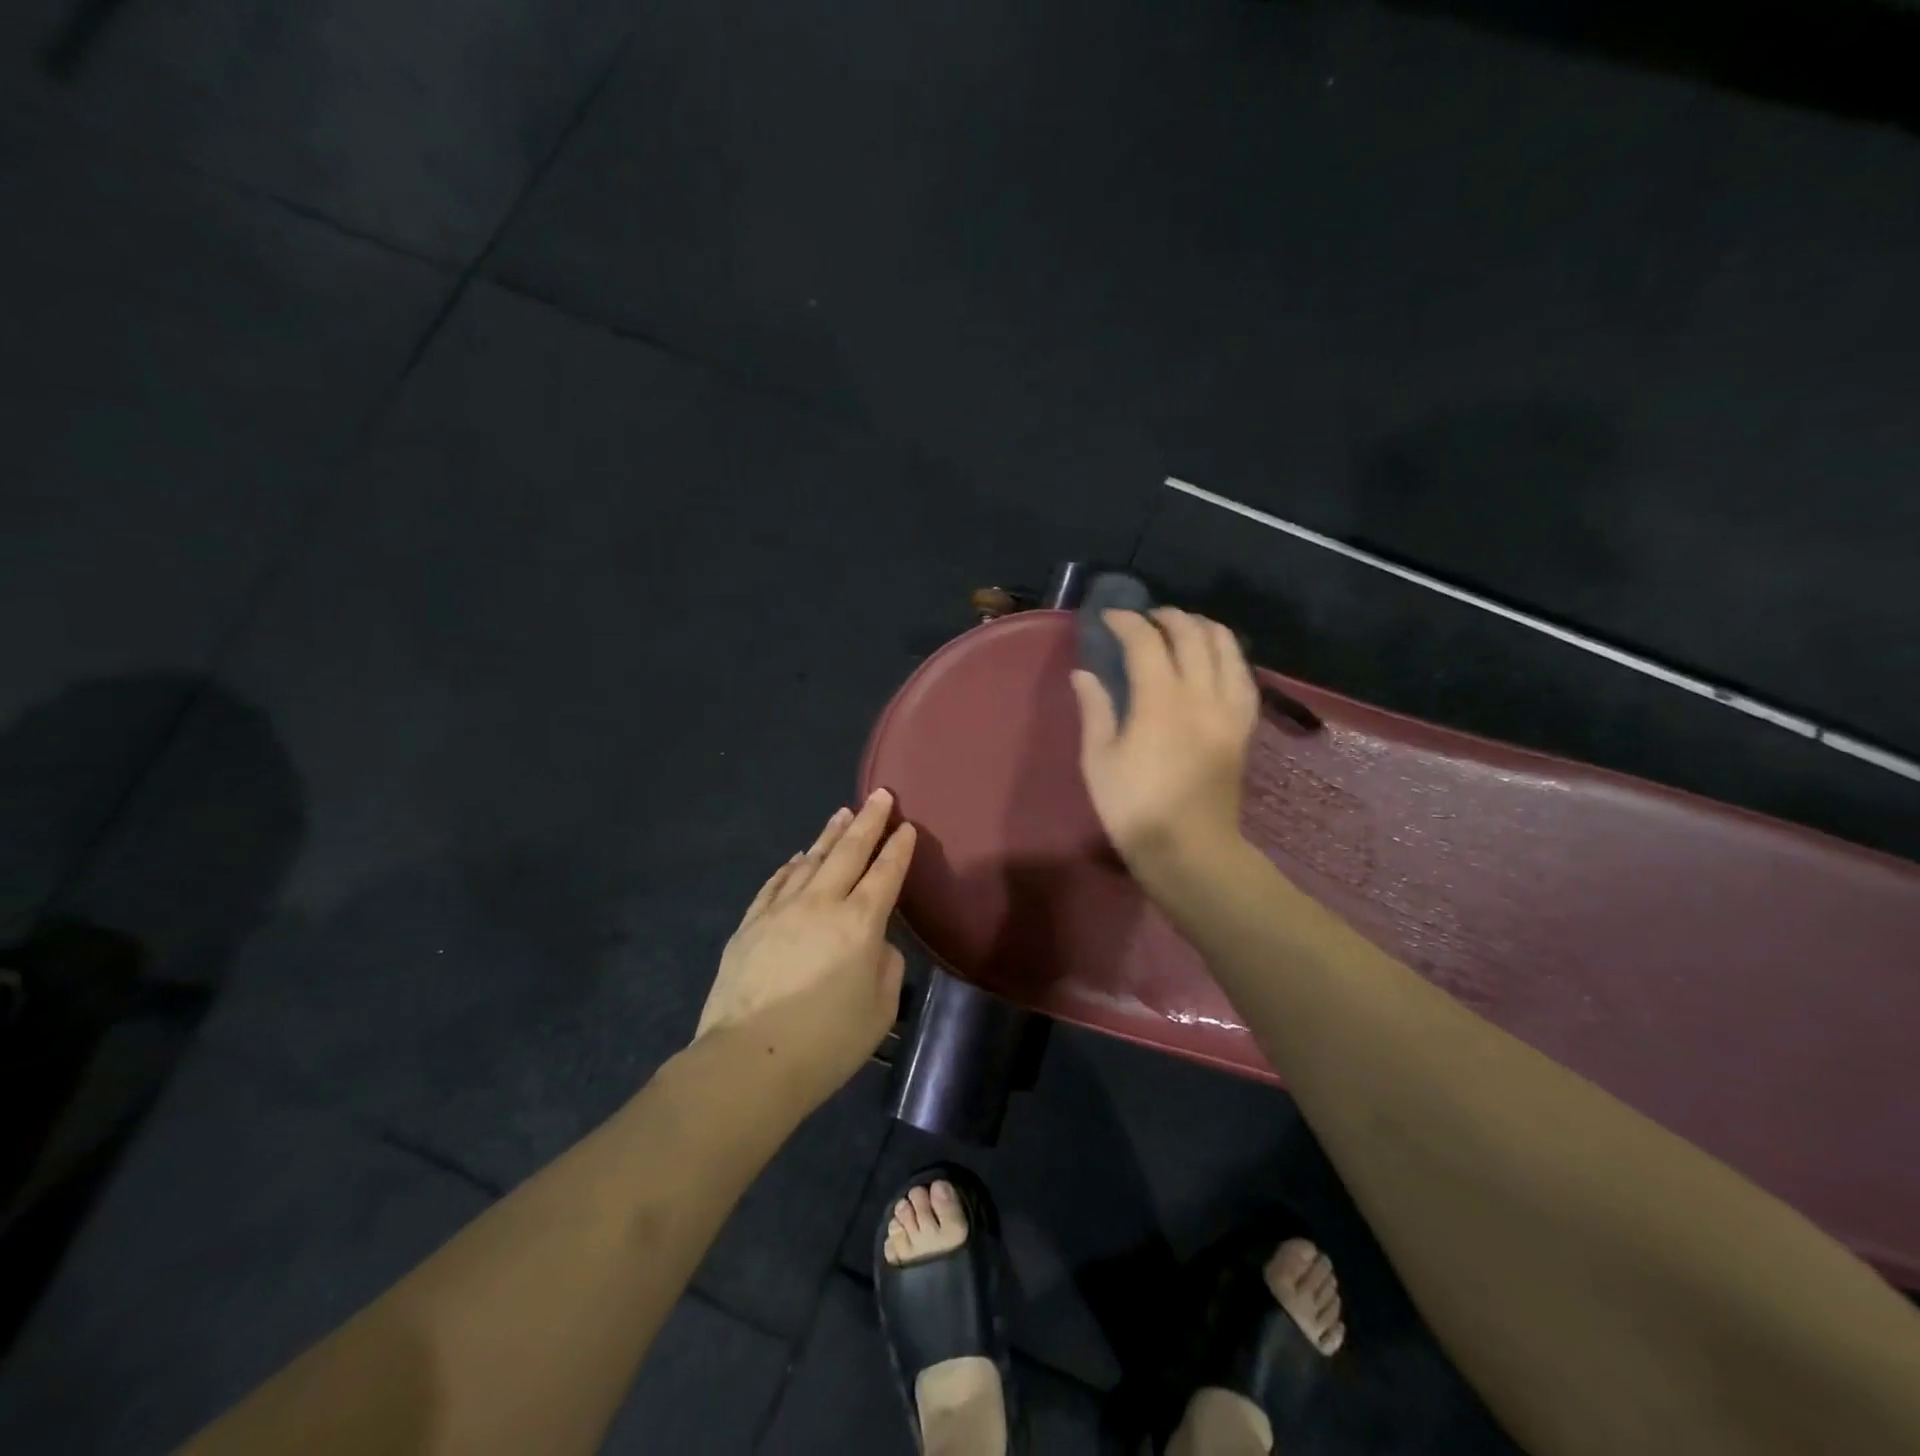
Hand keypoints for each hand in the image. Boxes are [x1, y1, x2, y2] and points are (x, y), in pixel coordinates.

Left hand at [696, 789, 916, 1095]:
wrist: (748, 1061)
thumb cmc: (826, 1043)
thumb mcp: (879, 1010)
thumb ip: (886, 967)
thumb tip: (874, 945)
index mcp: (860, 923)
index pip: (886, 873)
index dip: (898, 848)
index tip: (906, 826)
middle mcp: (821, 904)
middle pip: (848, 852)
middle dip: (868, 821)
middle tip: (880, 795)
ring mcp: (780, 910)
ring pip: (810, 860)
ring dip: (829, 835)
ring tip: (842, 813)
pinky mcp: (750, 925)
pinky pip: (775, 883)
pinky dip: (790, 866)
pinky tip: (797, 856)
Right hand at [1069, 607, 1258, 871]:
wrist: (1188, 849)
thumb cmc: (1134, 807)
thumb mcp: (1099, 760)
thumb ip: (1095, 710)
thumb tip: (1085, 673)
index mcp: (1160, 701)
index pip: (1146, 641)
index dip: (1126, 622)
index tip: (1109, 618)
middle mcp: (1201, 694)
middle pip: (1192, 634)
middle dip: (1167, 617)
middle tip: (1145, 619)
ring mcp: (1229, 710)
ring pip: (1226, 648)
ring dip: (1202, 628)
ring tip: (1182, 628)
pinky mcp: (1244, 727)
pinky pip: (1244, 677)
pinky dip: (1228, 656)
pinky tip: (1216, 659)